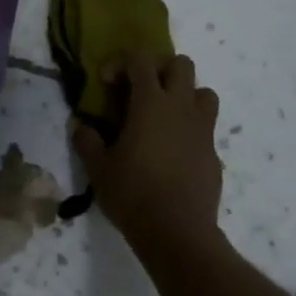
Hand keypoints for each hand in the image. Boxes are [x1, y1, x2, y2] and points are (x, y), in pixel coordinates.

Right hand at [73, 54, 222, 257]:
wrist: (179, 234)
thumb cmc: (134, 194)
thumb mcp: (98, 168)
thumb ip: (87, 141)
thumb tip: (81, 126)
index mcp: (151, 103)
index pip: (140, 61)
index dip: (121, 63)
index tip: (106, 83)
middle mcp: (181, 108)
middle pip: (181, 65)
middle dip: (159, 68)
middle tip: (140, 89)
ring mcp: (202, 130)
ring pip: (204, 92)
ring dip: (184, 94)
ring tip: (164, 115)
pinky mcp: (214, 154)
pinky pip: (206, 127)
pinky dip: (191, 128)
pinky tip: (173, 152)